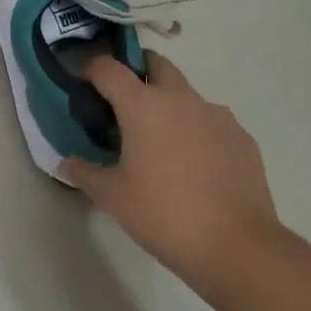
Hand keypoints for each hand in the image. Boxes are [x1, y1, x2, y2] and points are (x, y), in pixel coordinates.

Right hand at [61, 52, 283, 294]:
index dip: (91, 70)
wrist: (238, 246)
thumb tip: (69, 162)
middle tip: (125, 105)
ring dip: (170, 105)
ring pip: (186, 94)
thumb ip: (86, 173)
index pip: (108, 68)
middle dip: (137, 72)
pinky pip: (212, 122)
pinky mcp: (242, 137)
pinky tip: (196, 166)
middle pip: (155, 64)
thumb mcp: (114, 198)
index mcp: (143, 105)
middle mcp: (180, 98)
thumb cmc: (165, 215)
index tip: (85, 86)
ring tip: (163, 143)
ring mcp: (216, 115)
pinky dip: (198, 131)